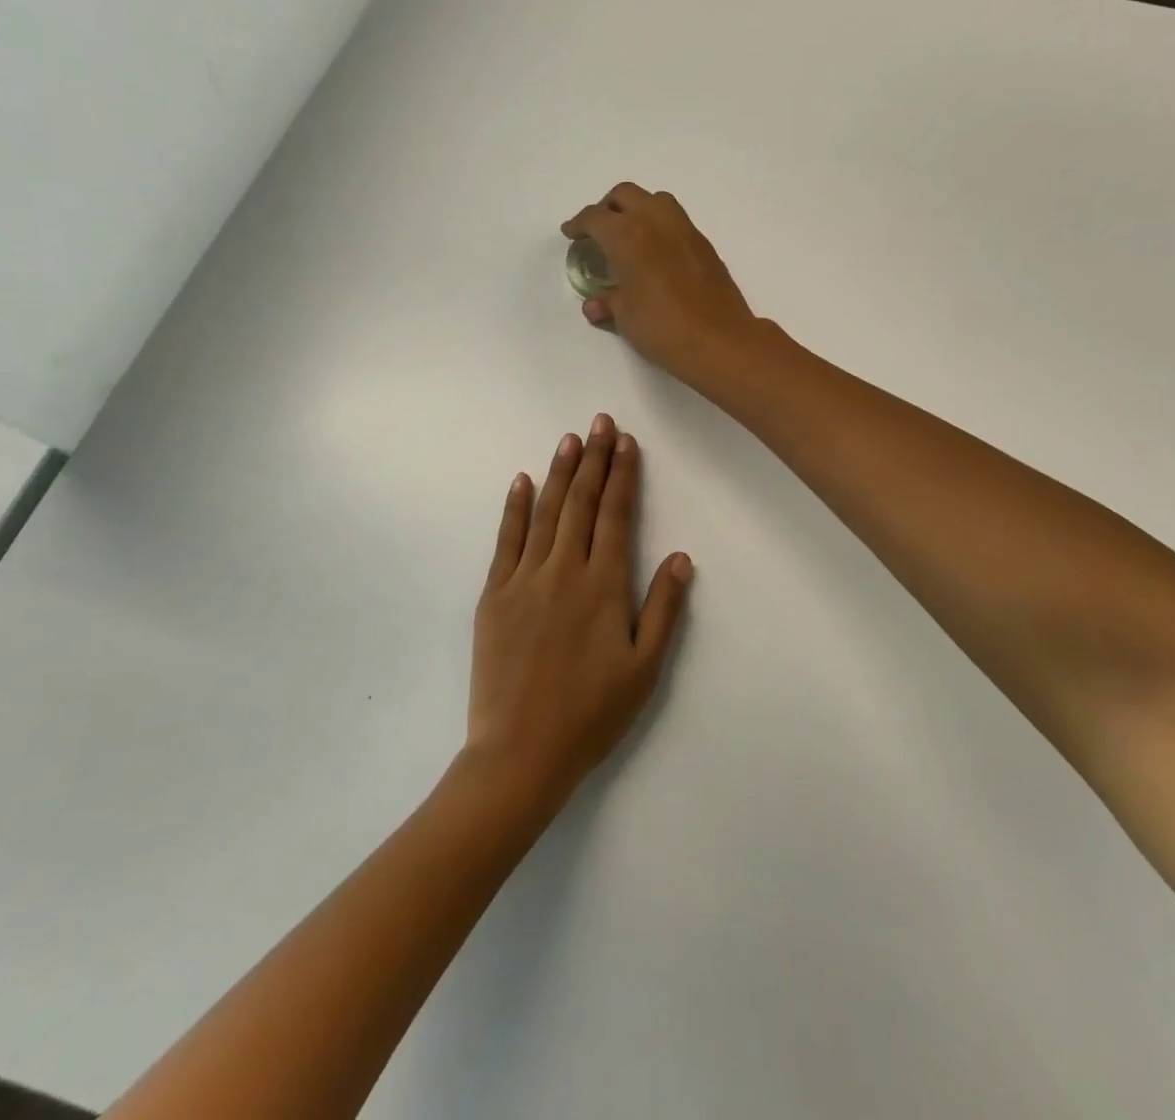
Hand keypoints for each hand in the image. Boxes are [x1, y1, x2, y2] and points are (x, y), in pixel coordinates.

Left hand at [468, 413, 693, 802]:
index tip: (626, 442)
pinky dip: (515, 507)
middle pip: (581, 503)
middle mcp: (564, 570)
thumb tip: (679, 556)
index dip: (622, 475)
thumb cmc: (591, 714)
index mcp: (603, 586)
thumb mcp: (644, 668)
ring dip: (559, 472)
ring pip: (545, 512)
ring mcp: (524, 579)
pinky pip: (506, 540)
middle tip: (600, 422)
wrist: (520, 752)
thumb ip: (663, 608)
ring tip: (570, 439)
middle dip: (593, 459)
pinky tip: (521, 481)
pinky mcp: (494, 595)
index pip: (615, 515)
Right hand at [562, 183, 762, 387]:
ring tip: (629, 237)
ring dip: (637, 209)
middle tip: (599, 232)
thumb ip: (608, 302)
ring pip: (655, 200)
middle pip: (625, 195)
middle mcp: (656, 222)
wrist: (719, 340)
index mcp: (628, 235)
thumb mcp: (626, 317)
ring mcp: (685, 230)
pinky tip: (657, 255)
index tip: (571, 233)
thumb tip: (595, 305)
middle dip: (607, 208)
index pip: (595, 217)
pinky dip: (660, 227)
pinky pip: (676, 221)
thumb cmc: (663, 327)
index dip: (579, 224)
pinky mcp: (704, 245)